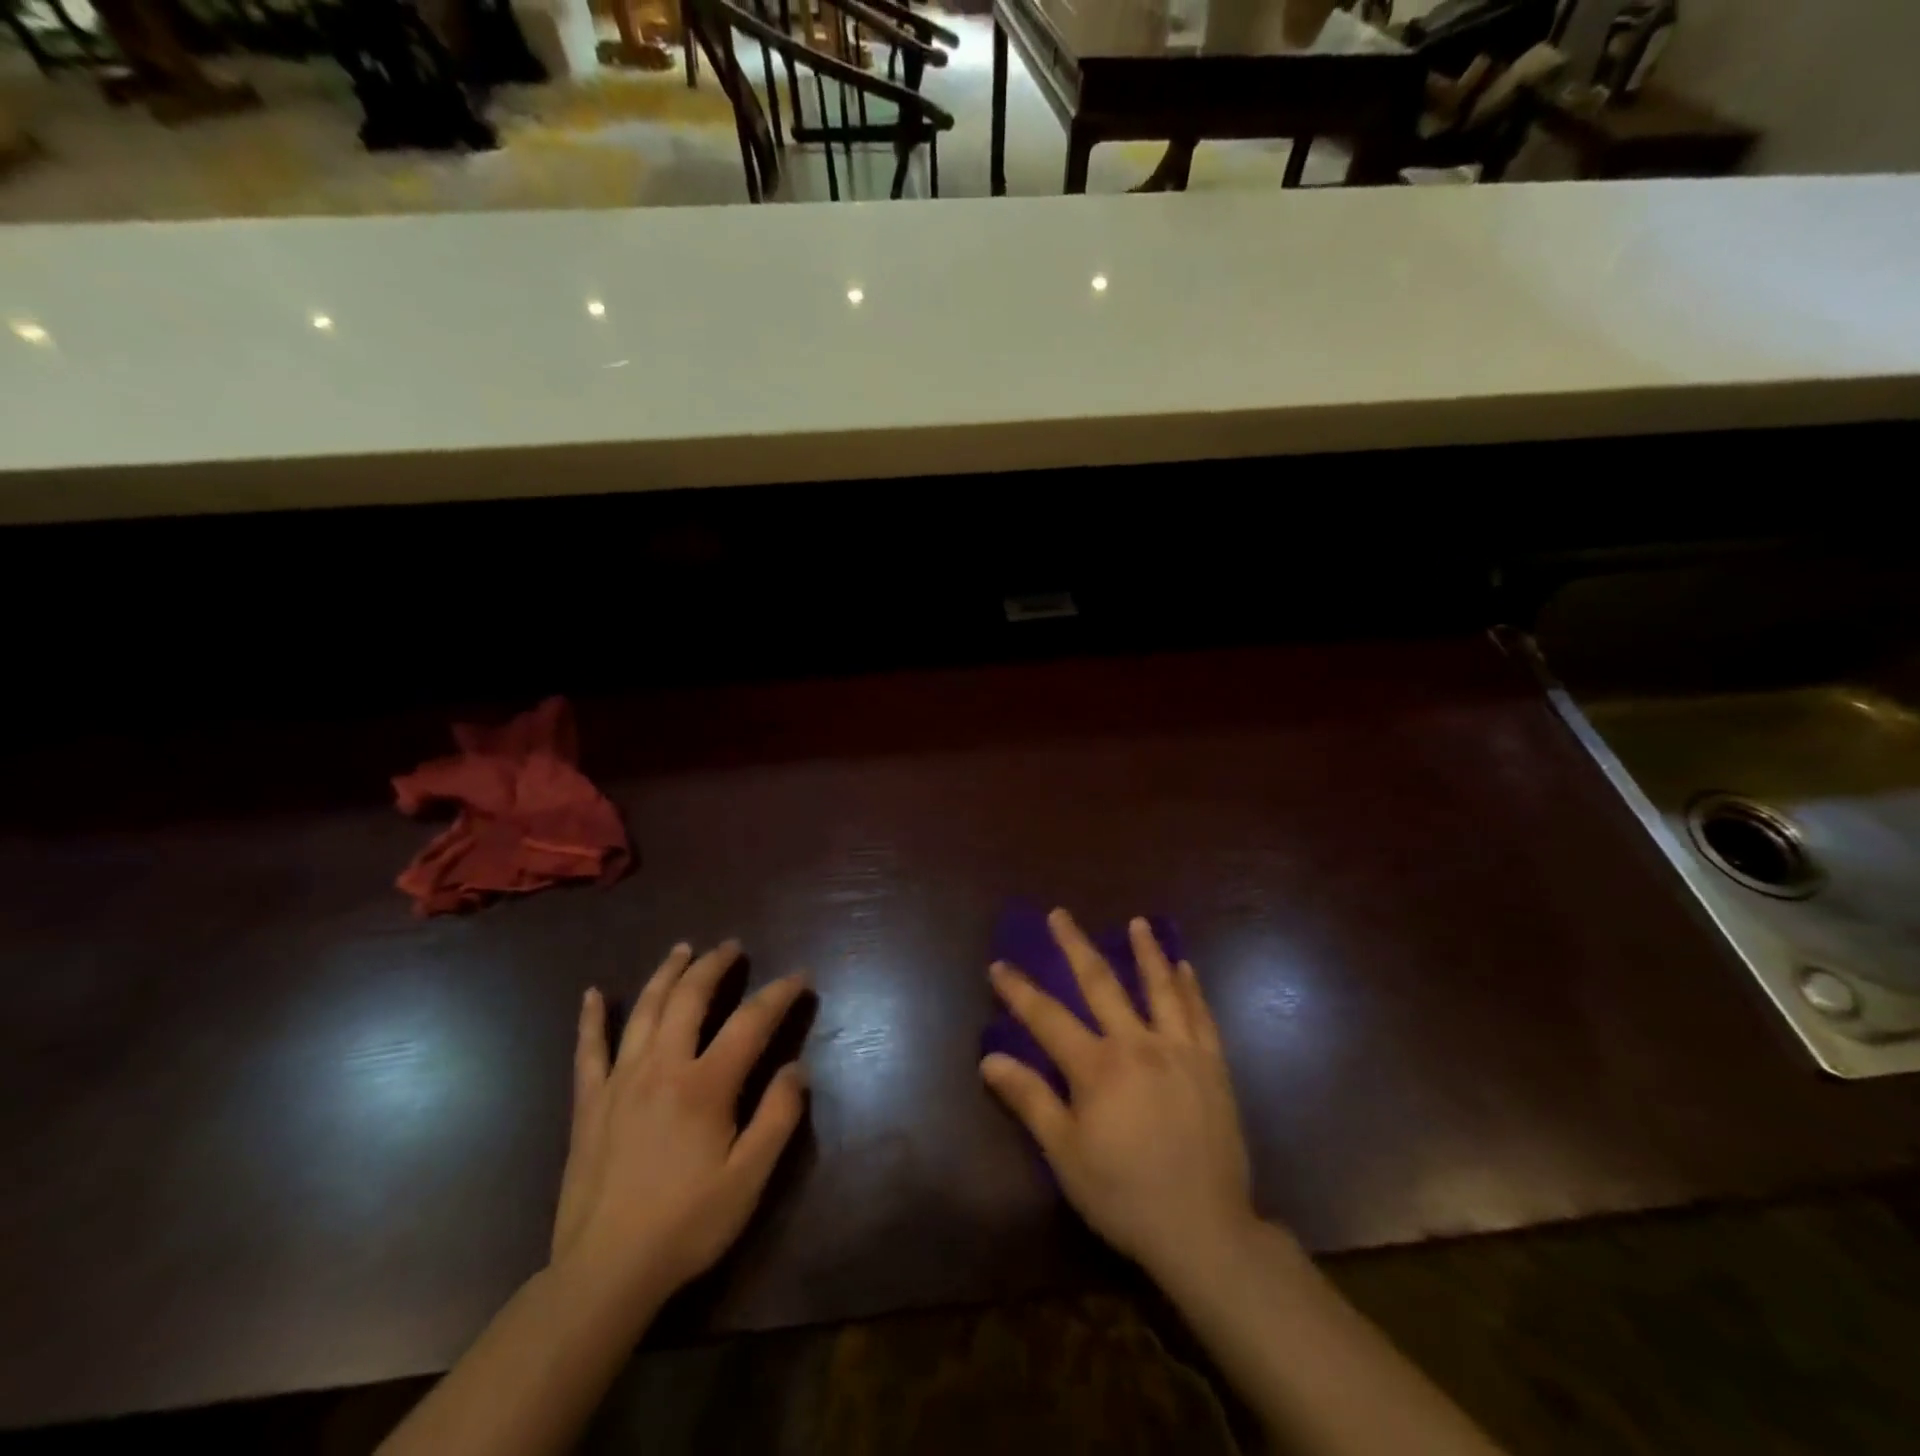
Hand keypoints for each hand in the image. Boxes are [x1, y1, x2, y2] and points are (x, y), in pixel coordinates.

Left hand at [551, 941, 809, 1308]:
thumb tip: (797, 1068)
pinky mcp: (589, 1104)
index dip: (779, 994)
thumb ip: (778, 1117)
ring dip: (666, 974)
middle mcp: (662, 1067)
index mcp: (705, 1084)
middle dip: (715, 965)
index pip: (751, 1021)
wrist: (604, 1273)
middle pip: (691, 998)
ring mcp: (620, 1082)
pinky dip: (592, 1019)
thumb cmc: (686, 1224)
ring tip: (683, 950)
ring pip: (645, 1011)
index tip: (800, 977)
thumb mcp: (749, 1178)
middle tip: (732, 947)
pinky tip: (594, 994)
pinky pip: (588, 1051)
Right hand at [980, 909, 1256, 1285]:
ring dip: (1146, 952)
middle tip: (1060, 914)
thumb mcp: (1066, 1155)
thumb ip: (1030, 1100)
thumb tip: (990, 1059)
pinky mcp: (1212, 1066)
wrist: (1205, 1230)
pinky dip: (1190, 988)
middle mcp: (1138, 1044)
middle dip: (1075, 946)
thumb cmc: (1125, 1195)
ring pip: (1160, 988)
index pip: (1047, 1017)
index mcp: (1098, 1067)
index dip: (1019, 990)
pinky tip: (1185, 968)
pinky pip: (1201, 1015)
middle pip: (1101, 984)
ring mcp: (1180, 1051)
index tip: (998, 964)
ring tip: (1137, 923)